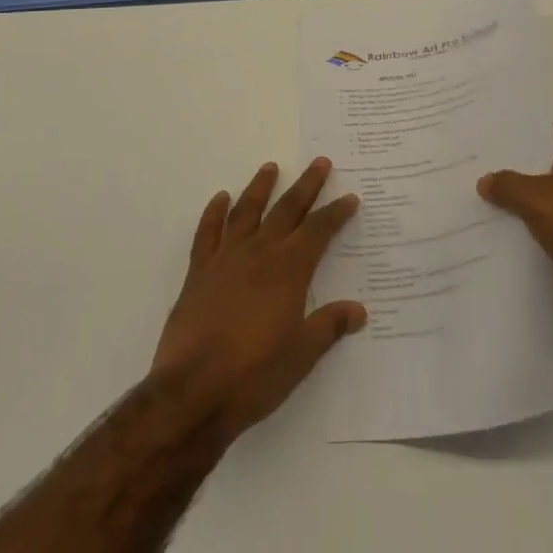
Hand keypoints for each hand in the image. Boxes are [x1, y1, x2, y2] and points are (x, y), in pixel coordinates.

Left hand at [152, 158, 364, 441]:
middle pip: (287, 210)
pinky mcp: (198, 272)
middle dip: (306, 186)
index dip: (336, 213)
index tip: (350, 197)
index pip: (319, 231)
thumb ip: (329, 326)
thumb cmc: (255, 375)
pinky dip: (214, 213)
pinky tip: (220, 199)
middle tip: (320, 162)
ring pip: (246, 212)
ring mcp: (225, 259)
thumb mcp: (302, 354)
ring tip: (270, 167)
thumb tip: (359, 310)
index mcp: (288, 270)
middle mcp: (258, 253)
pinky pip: (207, 233)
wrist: (193, 390)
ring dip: (260, 187)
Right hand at [478, 123, 552, 342]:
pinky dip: (535, 231)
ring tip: (478, 200)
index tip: (479, 137)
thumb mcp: (538, 198)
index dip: (512, 134)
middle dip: (512, 169)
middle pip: (544, 165)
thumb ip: (507, 184)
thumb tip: (485, 180)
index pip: (542, 130)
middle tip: (470, 168)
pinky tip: (503, 233)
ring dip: (522, 203)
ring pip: (548, 198)